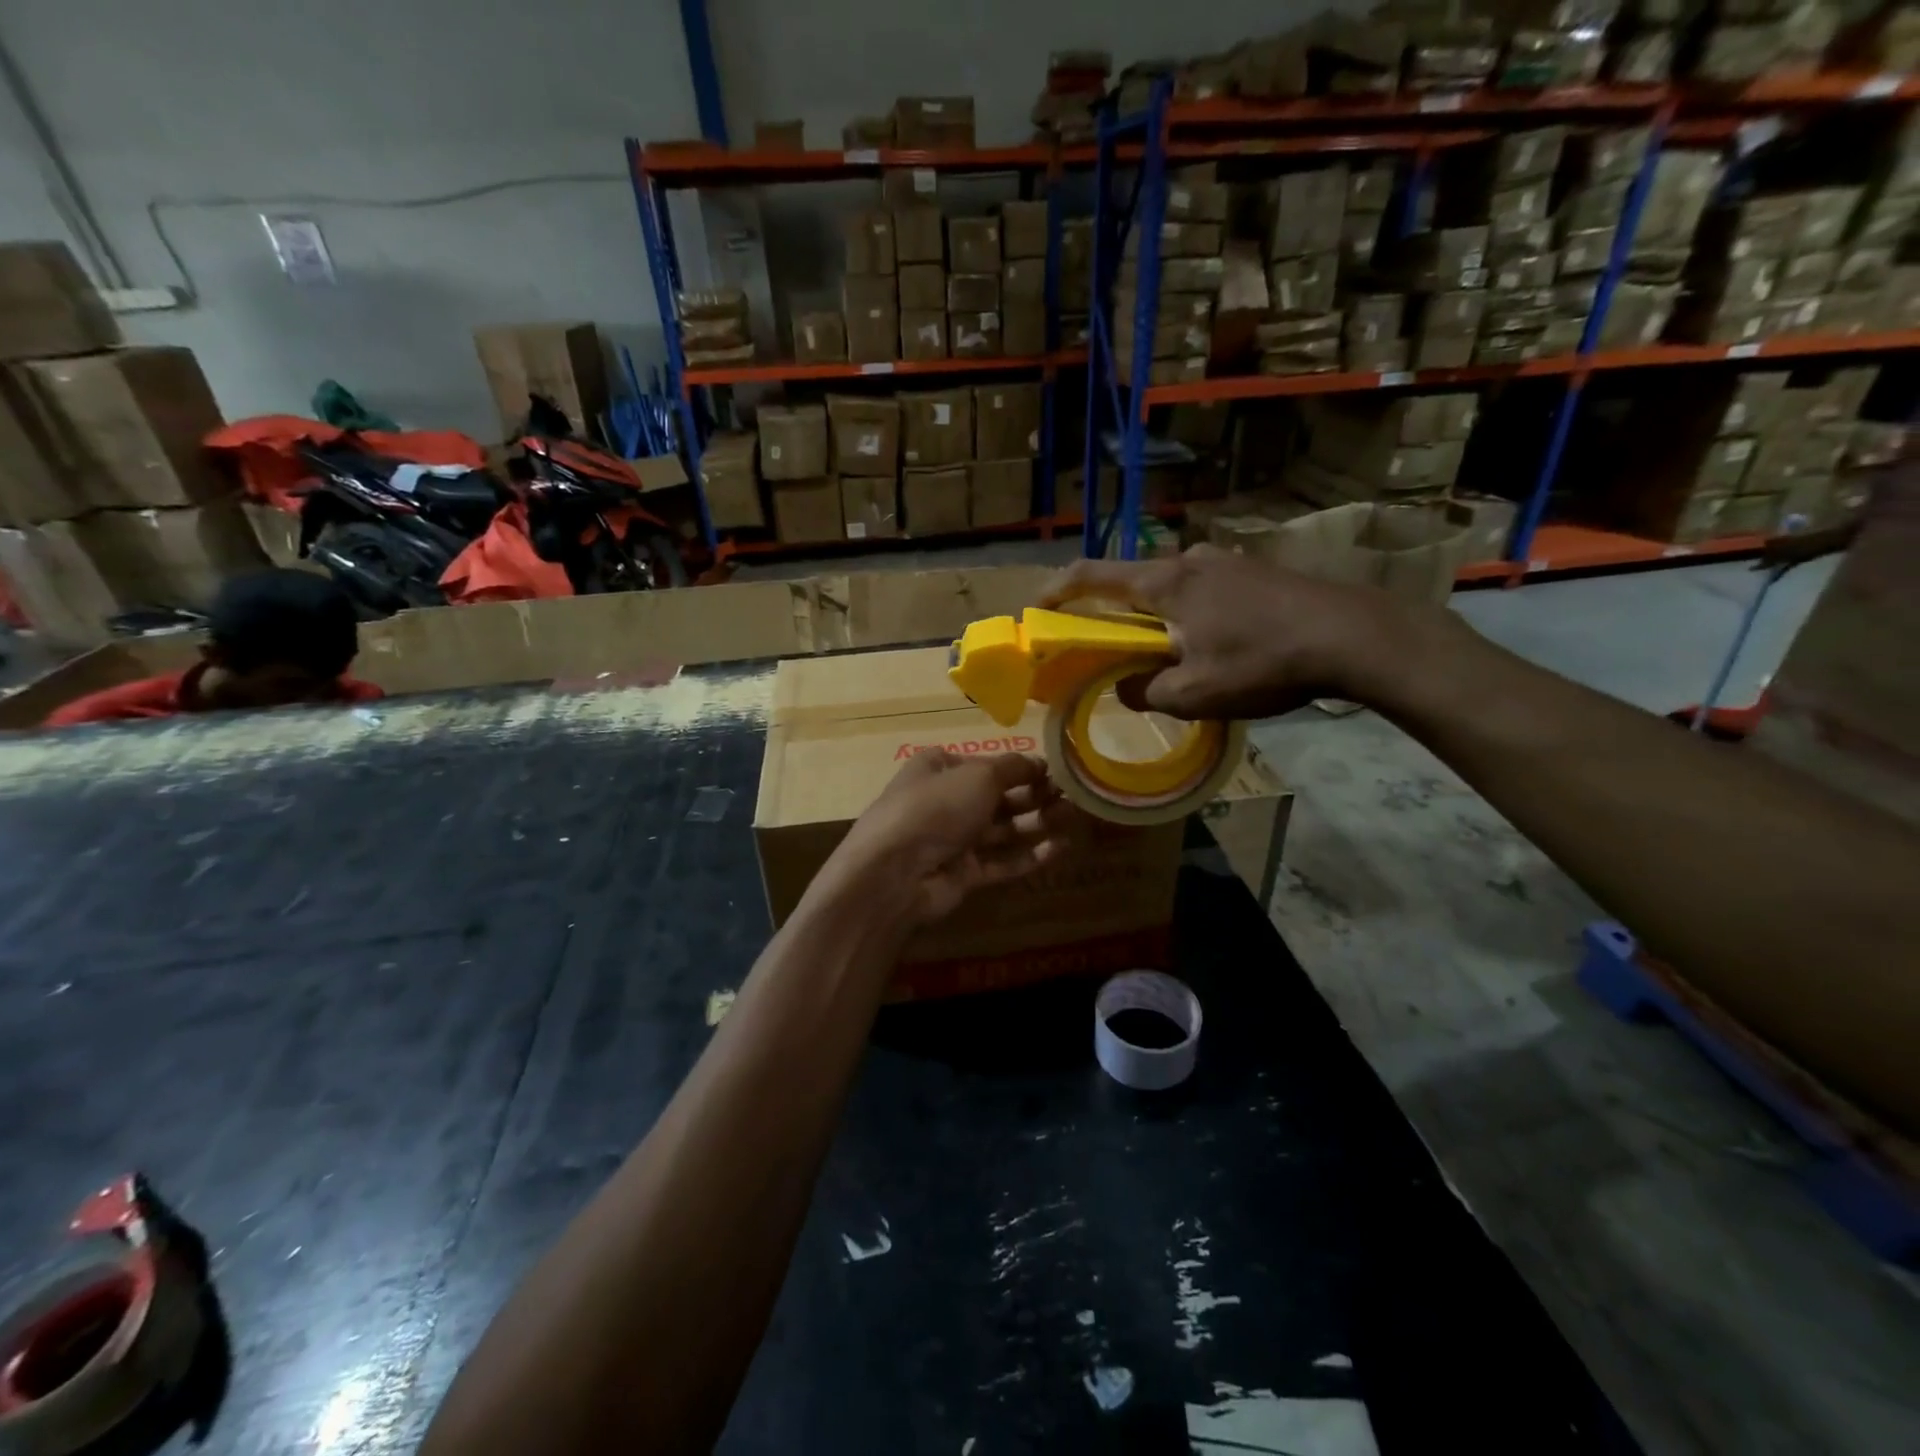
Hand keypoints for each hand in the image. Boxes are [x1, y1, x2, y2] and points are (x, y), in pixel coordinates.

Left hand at [819, 751, 1078, 924]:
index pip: (986, 763)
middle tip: (1074, 795)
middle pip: (998, 796)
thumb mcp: (979, 775)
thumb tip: (1039, 763)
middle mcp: (945, 801)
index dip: (1021, 766)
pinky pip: (1002, 861)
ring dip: (1037, 822)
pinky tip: (1060, 848)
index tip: (1056, 770)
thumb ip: (1014, 768)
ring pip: (1003, 829)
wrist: (895, 873)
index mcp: (939, 768)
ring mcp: (953, 839)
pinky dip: (1029, 855)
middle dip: (1035, 795)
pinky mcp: (964, 873)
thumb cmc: (936, 808)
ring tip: (1074, 818)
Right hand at [1039, 545, 1424, 720]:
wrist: (1354, 636)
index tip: (1036, 609)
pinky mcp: (1255, 573)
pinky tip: (1212, 647)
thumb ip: (1146, 692)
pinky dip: (1188, 617)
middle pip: (1131, 584)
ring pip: (1170, 591)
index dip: (1056, 591)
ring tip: (1166, 657)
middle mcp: (1190, 562)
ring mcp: (1226, 563)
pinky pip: (1202, 593)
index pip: (1091, 576)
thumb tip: (1125, 688)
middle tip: (1105, 650)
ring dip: (1155, 620)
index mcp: (1164, 584)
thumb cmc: (1263, 662)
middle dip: (1110, 615)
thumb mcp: (1194, 694)